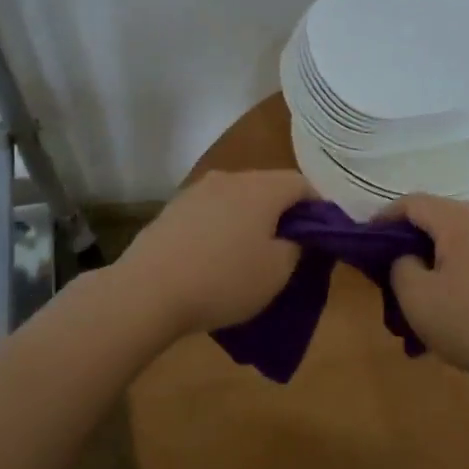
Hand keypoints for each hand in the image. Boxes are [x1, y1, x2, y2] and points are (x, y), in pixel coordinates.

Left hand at [113, 169, 314, 335]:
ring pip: (238, 197)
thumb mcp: (277, 272)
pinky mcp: (173, 208)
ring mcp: (197, 190)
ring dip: (250, 217)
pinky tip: (215, 254)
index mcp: (262, 188)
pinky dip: (222, 225)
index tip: (321, 235)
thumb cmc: (223, 280)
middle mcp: (230, 178)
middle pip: (269, 186)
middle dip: (283, 211)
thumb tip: (295, 234)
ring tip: (250, 251)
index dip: (318, 207)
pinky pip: (212, 210)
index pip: (302, 184)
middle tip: (289, 246)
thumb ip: (296, 246)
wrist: (147, 291)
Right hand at [386, 194, 468, 386]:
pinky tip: (447, 302)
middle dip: (407, 239)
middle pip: (434, 217)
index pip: (411, 203)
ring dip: (430, 257)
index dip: (383, 219)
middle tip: (387, 268)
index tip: (364, 243)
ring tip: (416, 290)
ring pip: (453, 238)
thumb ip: (399, 266)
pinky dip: (452, 269)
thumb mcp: (416, 297)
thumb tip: (405, 257)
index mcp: (457, 219)